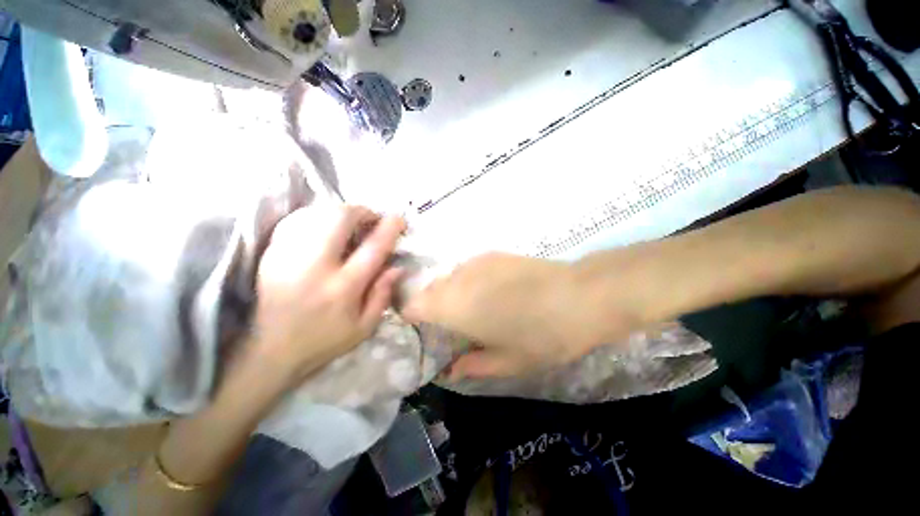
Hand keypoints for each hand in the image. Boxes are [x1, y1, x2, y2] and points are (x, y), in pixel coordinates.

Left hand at [249, 205, 405, 384]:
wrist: (271, 351)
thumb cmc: (325, 340)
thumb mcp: (365, 327)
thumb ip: (383, 294)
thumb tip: (397, 266)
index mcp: (343, 288)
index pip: (372, 248)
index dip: (389, 228)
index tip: (398, 218)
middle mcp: (315, 267)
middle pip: (339, 219)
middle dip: (361, 211)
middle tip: (371, 219)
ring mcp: (288, 257)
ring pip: (317, 214)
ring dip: (340, 213)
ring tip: (350, 224)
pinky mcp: (272, 254)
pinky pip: (298, 221)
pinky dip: (318, 218)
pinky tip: (326, 229)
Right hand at [403, 253, 630, 378]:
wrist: (579, 296)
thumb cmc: (543, 336)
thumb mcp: (508, 361)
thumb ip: (472, 366)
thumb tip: (450, 369)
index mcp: (454, 307)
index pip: (414, 305)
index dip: (412, 317)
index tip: (423, 329)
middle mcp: (459, 279)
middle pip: (430, 290)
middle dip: (433, 307)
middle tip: (452, 325)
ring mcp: (476, 262)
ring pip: (449, 278)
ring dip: (452, 293)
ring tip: (474, 309)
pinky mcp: (493, 254)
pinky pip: (468, 269)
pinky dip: (469, 281)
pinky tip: (493, 292)